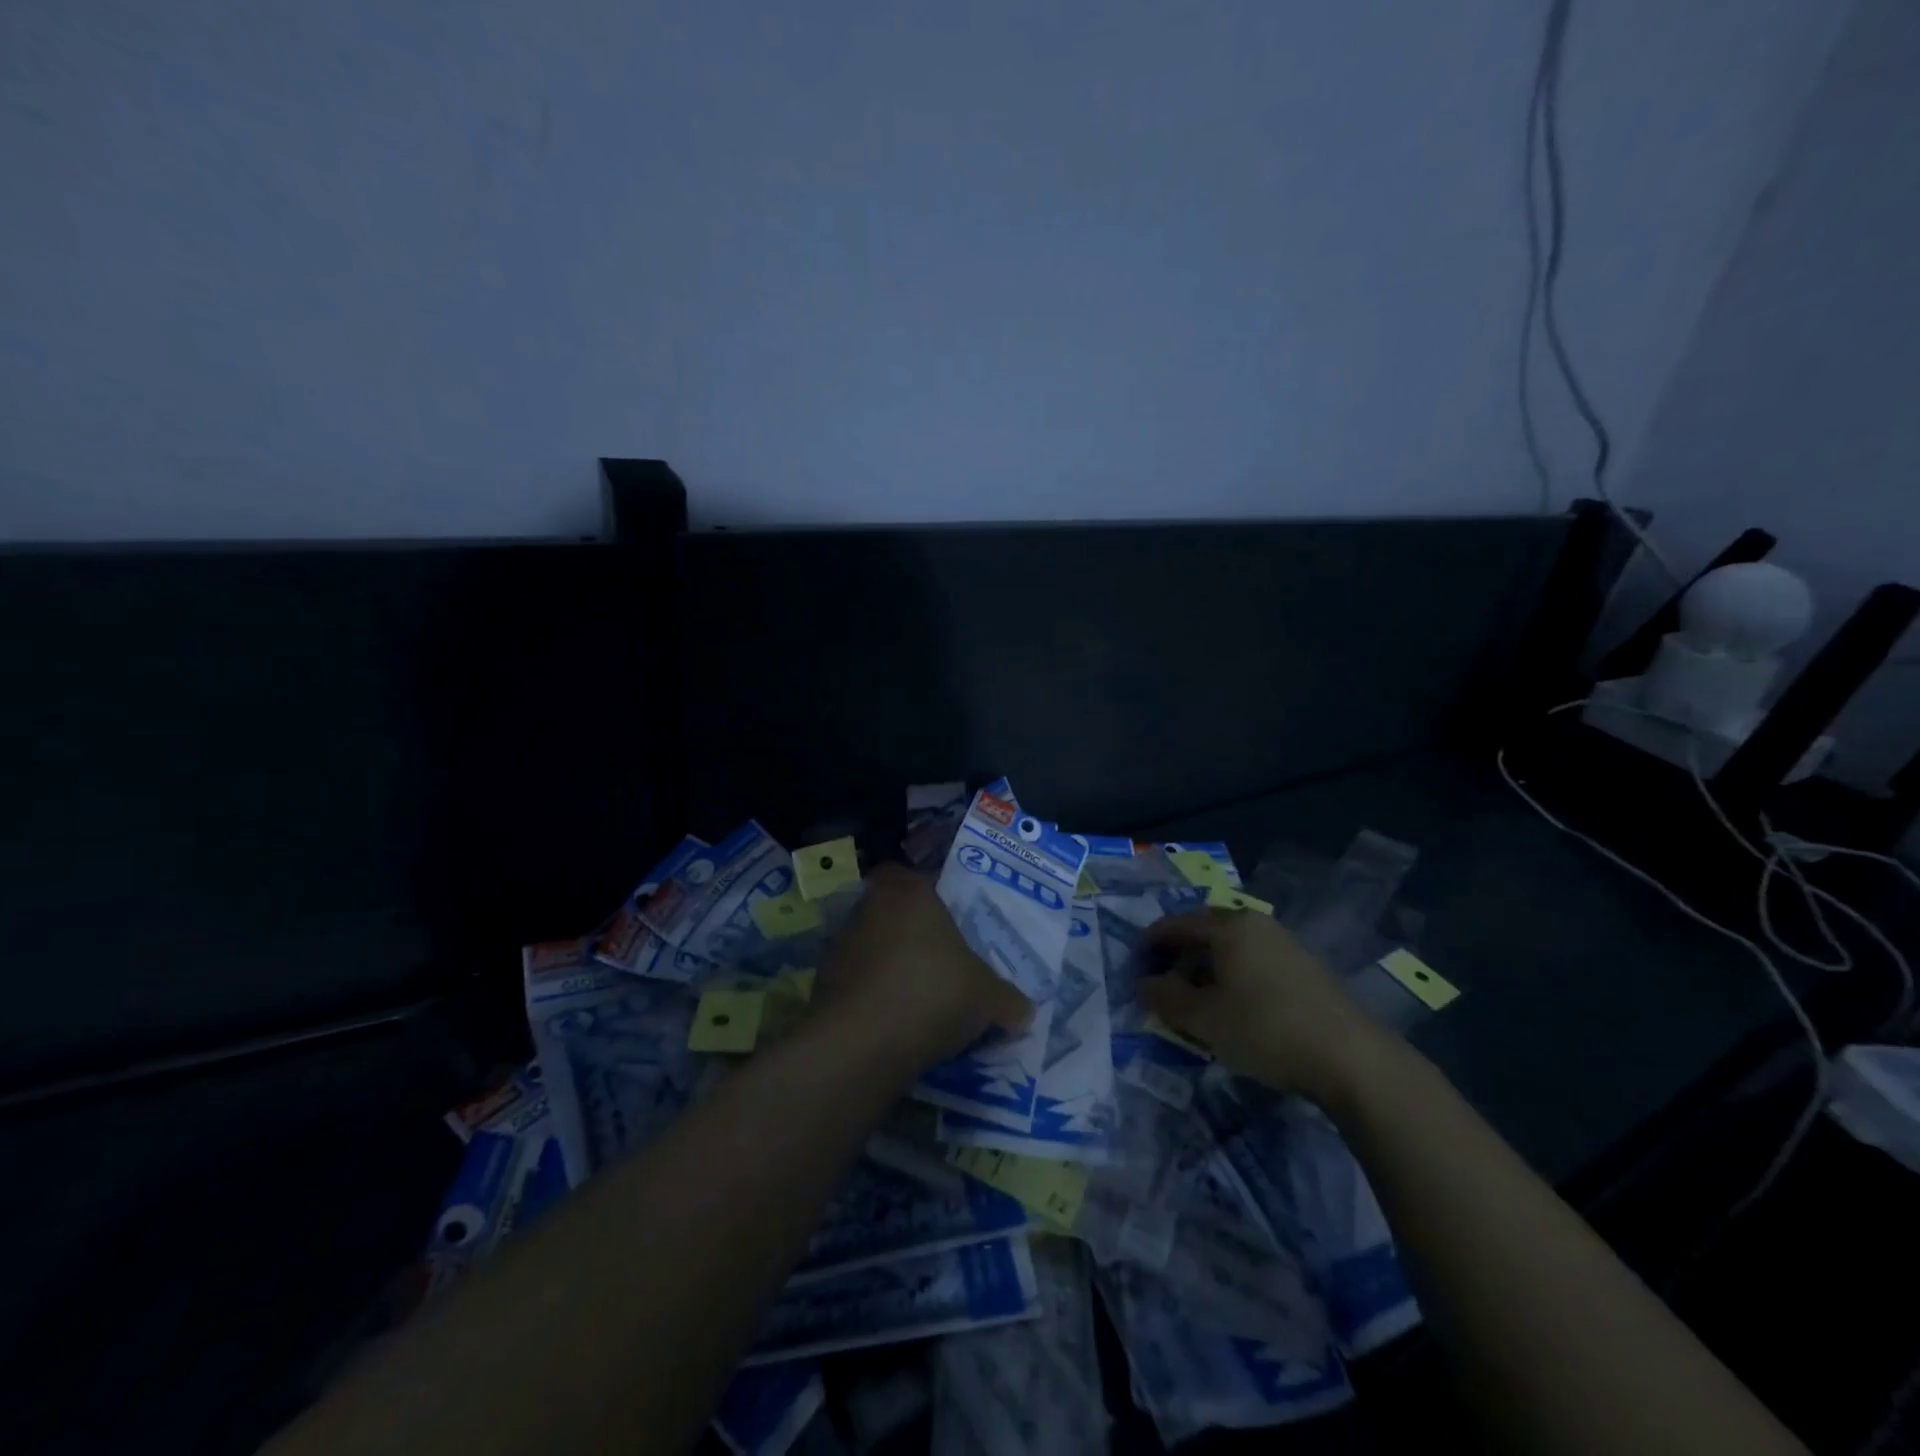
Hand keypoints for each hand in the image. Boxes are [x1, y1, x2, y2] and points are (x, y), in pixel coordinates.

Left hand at [816, 865, 1032, 1076]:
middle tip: (939, 964)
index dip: (927, 895)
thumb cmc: (933, 992)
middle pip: (891, 913)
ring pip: (870, 948)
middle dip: (910, 935)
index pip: (910, 876)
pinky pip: (855, 984)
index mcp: (909, 892)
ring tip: (917, 1002)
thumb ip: (1007, 999)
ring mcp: (840, 946)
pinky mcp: (821, 985)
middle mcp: (869, 908)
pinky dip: (871, 999)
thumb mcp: (987, 997)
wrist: (863, 1042)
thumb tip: (1023, 1010)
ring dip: (888, 968)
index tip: (946, 922)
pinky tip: (893, 1025)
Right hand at [1139, 909, 1390, 1105]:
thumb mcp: (1203, 1019)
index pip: (1175, 924)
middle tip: (1164, 986)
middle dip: (1179, 955)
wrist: (1353, 1058)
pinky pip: (1254, 959)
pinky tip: (1236, 1006)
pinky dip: (1234, 975)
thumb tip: (1143, 983)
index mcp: (1227, 926)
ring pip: (1231, 946)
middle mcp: (1255, 923)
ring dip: (1206, 967)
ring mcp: (1284, 942)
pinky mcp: (1305, 965)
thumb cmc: (1266, 1030)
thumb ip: (1164, 998)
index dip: (1150, 944)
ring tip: (1198, 1001)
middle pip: (1204, 930)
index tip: (1135, 968)